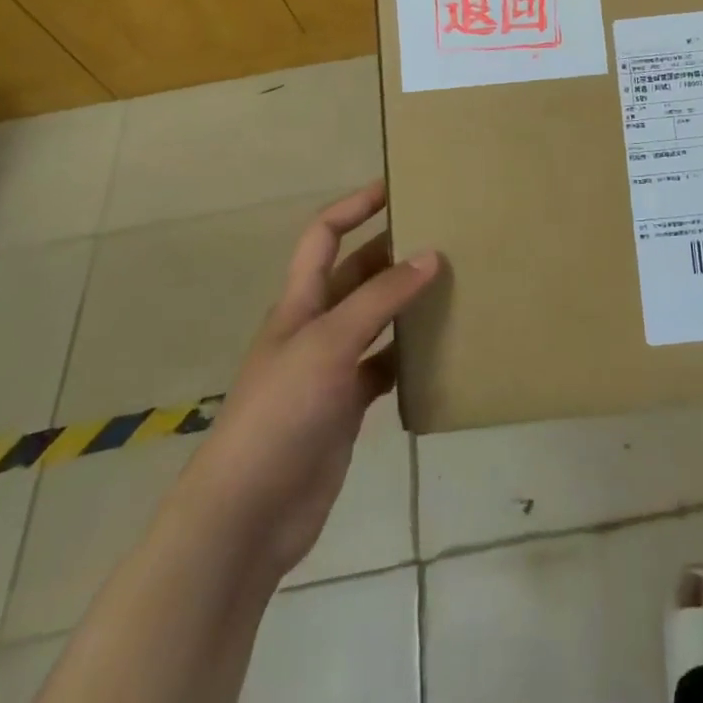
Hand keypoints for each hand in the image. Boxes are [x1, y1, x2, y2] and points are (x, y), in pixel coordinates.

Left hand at [193, 182, 438, 581]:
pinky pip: (384, 367)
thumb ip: (381, 298)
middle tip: (444, 236)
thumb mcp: (330, 342)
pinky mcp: (346, 407)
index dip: (354, 206)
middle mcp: (315, 326)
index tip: (396, 187)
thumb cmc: (281, 412)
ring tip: (453, 285)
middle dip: (392, 251)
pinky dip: (409, 356)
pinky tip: (442, 350)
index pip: (324, 236)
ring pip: (375, 320)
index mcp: (300, 302)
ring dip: (406, 302)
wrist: (248, 514)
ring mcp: (331, 369)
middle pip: (356, 274)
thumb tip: (431, 255)